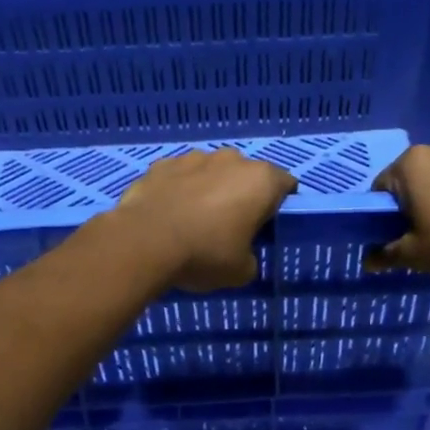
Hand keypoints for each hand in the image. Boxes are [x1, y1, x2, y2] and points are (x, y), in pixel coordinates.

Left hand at [112, 148, 296, 291]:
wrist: (143, 242)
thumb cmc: (204, 254)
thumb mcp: (241, 271)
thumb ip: (250, 258)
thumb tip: (243, 256)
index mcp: (260, 181)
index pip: (285, 184)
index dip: (280, 204)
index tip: (268, 224)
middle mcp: (231, 160)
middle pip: (246, 174)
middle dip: (242, 194)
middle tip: (231, 225)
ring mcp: (194, 157)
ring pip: (211, 171)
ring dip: (209, 188)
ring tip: (195, 219)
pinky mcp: (162, 164)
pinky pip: (179, 176)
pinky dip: (179, 189)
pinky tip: (169, 213)